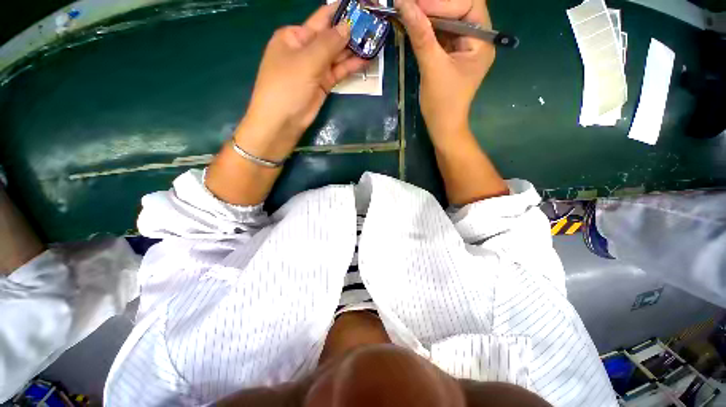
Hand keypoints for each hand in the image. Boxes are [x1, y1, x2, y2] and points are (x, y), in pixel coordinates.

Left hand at [236, 4, 366, 160]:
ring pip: (337, 55)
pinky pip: (338, 72)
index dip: (341, 12)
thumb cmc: (286, 87)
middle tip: (375, 25)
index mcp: (295, 36)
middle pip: (331, 37)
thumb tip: (348, 26)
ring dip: (353, 50)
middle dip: (351, 32)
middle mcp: (305, 49)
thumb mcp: (306, 61)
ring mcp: (315, 68)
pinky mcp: (323, 84)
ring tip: (375, 41)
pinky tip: (365, 60)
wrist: (282, 122)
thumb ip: (328, 44)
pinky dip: (350, 67)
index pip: (321, 19)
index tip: (361, 7)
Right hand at [397, 0, 494, 143]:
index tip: (415, 4)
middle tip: (411, 4)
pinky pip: (441, 33)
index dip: (441, 2)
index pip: (467, 5)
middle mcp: (477, 39)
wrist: (443, 126)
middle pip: (459, 8)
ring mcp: (464, 46)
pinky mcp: (452, 54)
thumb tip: (404, 4)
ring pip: (449, 19)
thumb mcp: (432, 68)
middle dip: (435, 5)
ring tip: (410, 11)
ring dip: (429, 14)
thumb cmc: (443, 103)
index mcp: (482, 41)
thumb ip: (421, 36)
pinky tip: (414, 24)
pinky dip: (427, 27)